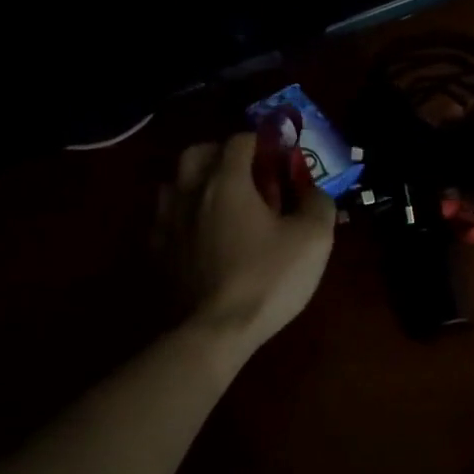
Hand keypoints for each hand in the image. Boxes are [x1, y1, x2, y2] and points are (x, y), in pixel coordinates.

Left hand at [159, 133, 336, 353]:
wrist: (214, 332)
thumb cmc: (267, 279)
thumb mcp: (313, 239)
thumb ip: (318, 203)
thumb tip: (313, 190)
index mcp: (226, 181)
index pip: (239, 140)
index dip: (262, 143)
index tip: (279, 159)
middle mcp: (189, 192)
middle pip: (197, 153)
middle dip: (220, 154)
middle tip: (244, 173)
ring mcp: (166, 223)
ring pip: (174, 184)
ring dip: (196, 183)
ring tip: (220, 203)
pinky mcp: (155, 253)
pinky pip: (165, 220)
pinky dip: (183, 217)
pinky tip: (200, 236)